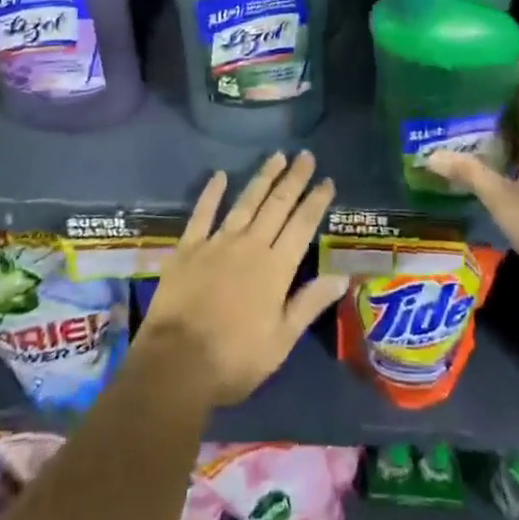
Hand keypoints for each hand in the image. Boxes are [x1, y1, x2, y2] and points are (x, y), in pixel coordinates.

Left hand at [135, 151, 348, 406]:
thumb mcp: (281, 341)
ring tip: (277, 156)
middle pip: (277, 205)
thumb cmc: (234, 360)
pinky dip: (212, 192)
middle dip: (294, 179)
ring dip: (263, 178)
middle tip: (306, 156)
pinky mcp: (189, 247)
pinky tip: (220, 175)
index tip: (327, 180)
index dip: (316, 201)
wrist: (176, 364)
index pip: (302, 226)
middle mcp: (250, 245)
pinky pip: (202, 213)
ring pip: (245, 202)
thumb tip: (342, 276)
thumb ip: (309, 303)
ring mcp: (217, 242)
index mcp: (276, 268)